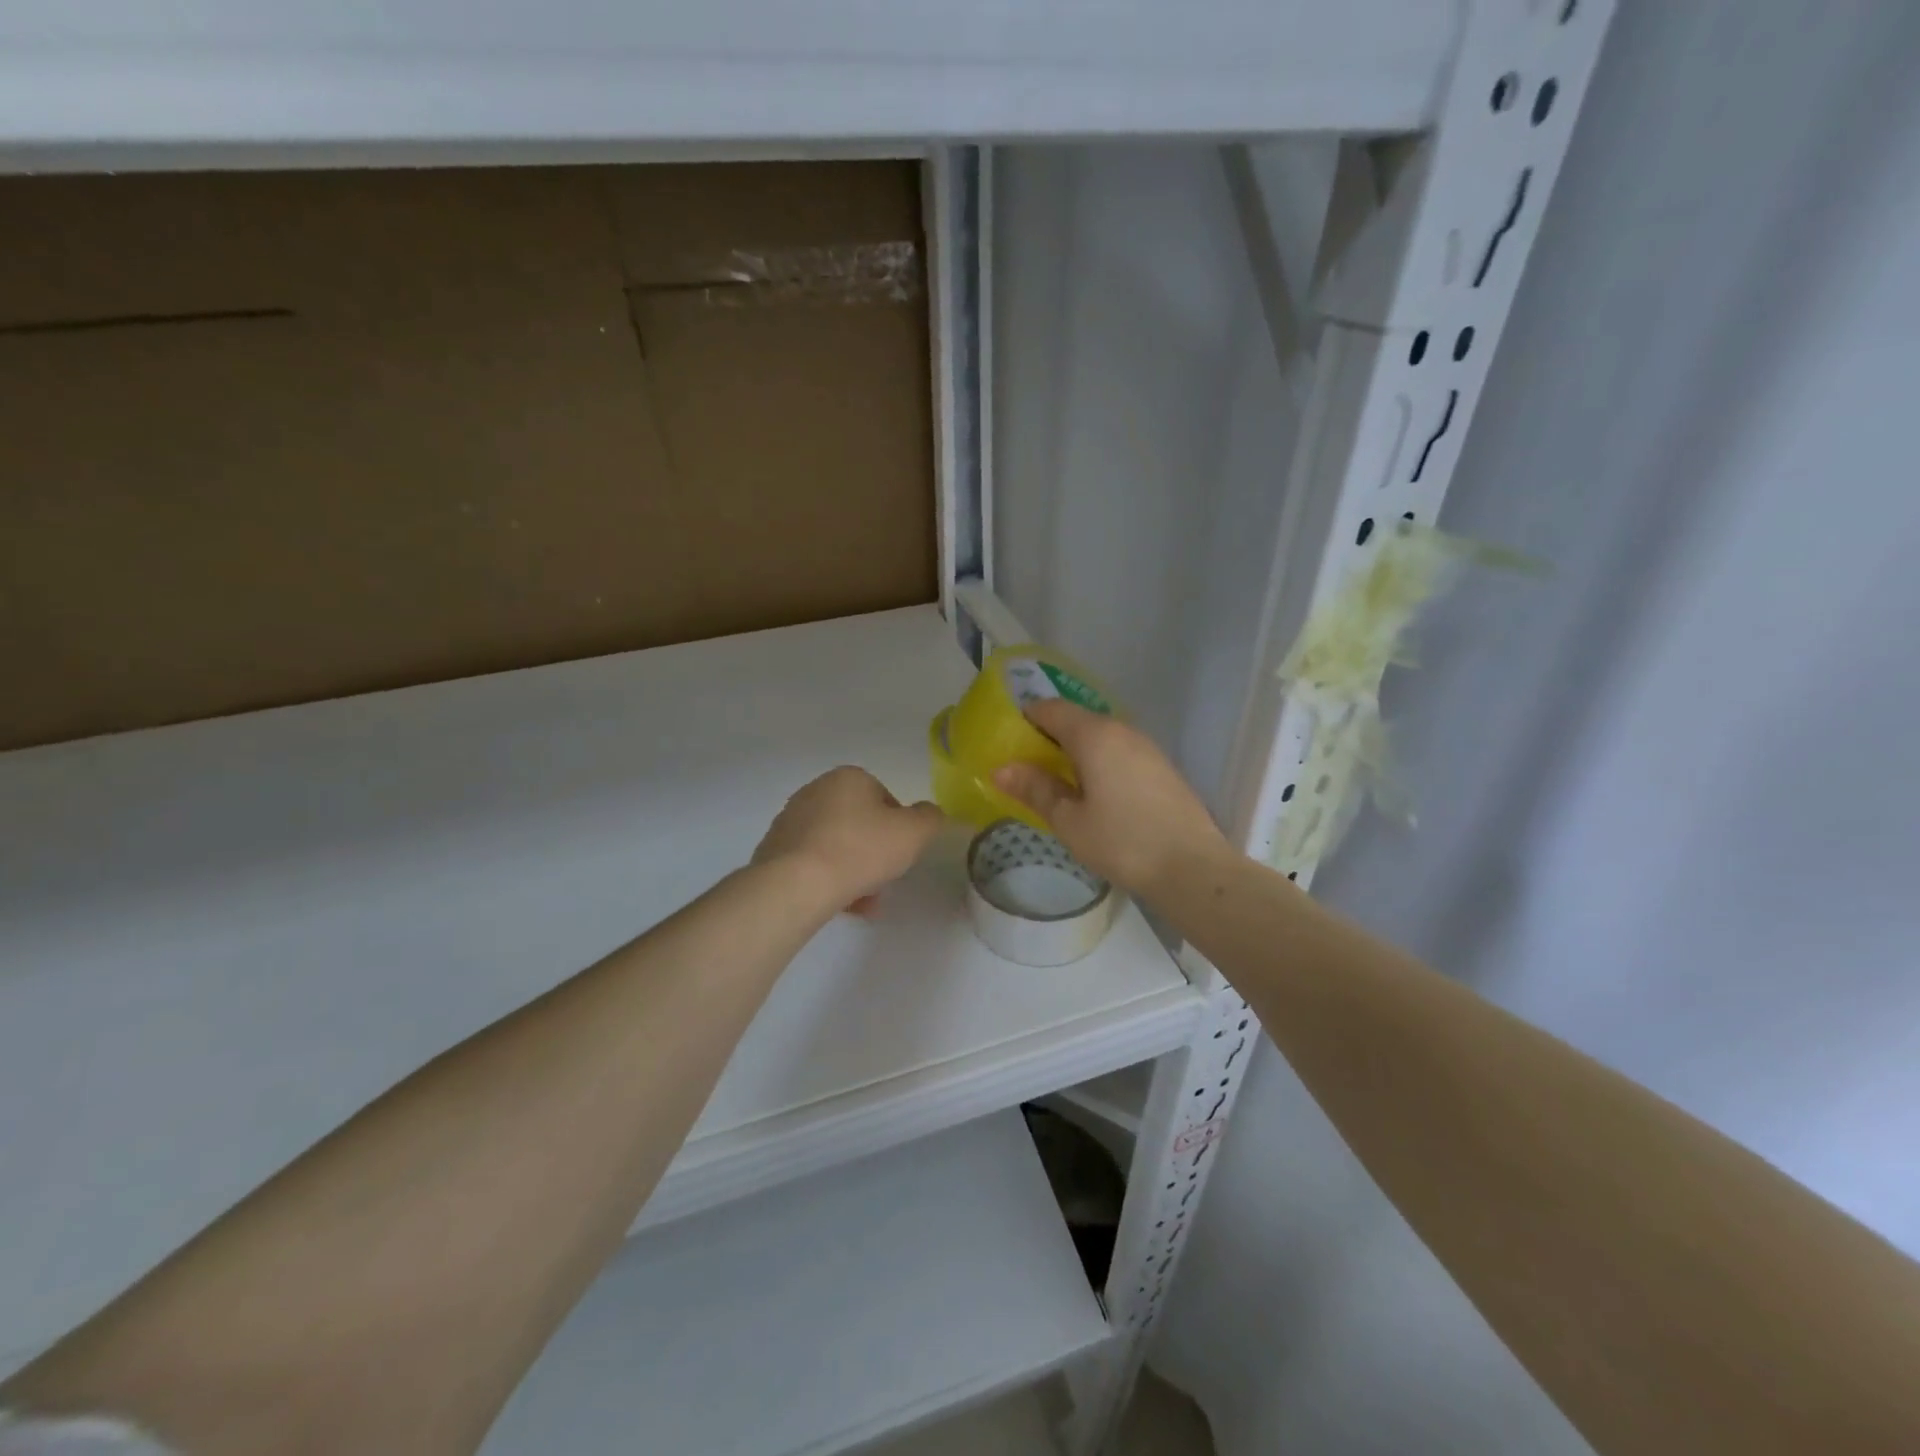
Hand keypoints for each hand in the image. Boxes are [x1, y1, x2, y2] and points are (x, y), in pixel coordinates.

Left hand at [753, 767, 944, 915]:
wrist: (796, 884)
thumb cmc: (860, 850)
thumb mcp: (914, 833)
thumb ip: (929, 818)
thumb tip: (927, 814)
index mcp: (848, 778)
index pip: (884, 798)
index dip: (898, 828)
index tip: (901, 853)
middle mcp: (815, 791)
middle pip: (858, 822)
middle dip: (874, 850)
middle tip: (884, 878)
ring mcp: (790, 820)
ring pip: (835, 845)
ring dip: (853, 869)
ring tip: (865, 902)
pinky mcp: (773, 850)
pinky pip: (811, 863)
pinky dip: (828, 880)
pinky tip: (841, 905)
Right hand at [993, 702, 1229, 898]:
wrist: (1193, 868)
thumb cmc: (1122, 842)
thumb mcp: (1069, 820)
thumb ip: (1035, 789)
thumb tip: (1001, 769)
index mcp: (1094, 735)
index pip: (1051, 708)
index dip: (1025, 719)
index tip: (1007, 744)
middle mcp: (1122, 730)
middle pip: (1076, 720)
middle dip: (1048, 737)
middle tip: (1026, 769)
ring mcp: (1146, 747)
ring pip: (1099, 736)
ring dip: (1074, 751)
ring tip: (1056, 784)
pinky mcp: (1160, 767)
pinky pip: (1118, 752)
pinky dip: (1097, 762)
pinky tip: (1092, 794)